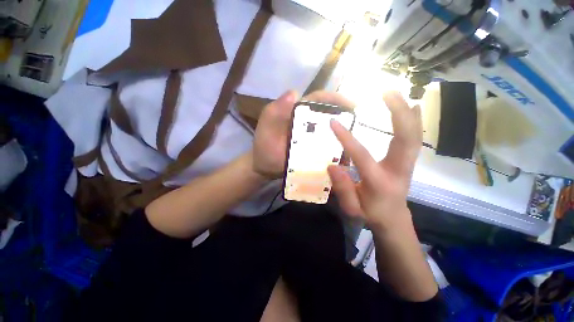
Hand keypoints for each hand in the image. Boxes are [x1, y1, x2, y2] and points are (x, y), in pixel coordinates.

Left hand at [253, 90, 354, 178]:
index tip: (351, 105)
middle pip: (327, 114)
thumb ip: (274, 112)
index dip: (334, 99)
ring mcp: (310, 137)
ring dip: (341, 131)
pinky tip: (343, 152)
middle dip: (344, 115)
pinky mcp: (311, 149)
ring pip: (329, 130)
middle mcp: (306, 122)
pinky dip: (335, 146)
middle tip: (357, 123)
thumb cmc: (264, 147)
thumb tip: (294, 93)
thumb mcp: (265, 127)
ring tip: (355, 138)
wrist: (264, 167)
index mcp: (296, 112)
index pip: (317, 100)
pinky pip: (326, 145)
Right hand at [328, 91, 421, 231]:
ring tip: (396, 92)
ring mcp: (408, 164)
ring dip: (408, 112)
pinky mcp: (409, 160)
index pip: (362, 156)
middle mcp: (399, 169)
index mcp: (380, 182)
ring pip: (414, 135)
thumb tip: (332, 166)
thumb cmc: (371, 213)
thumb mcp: (352, 208)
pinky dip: (415, 120)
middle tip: (387, 92)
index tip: (333, 122)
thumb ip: (343, 189)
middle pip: (406, 139)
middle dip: (398, 113)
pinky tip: (413, 106)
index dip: (346, 139)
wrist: (393, 217)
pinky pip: (415, 138)